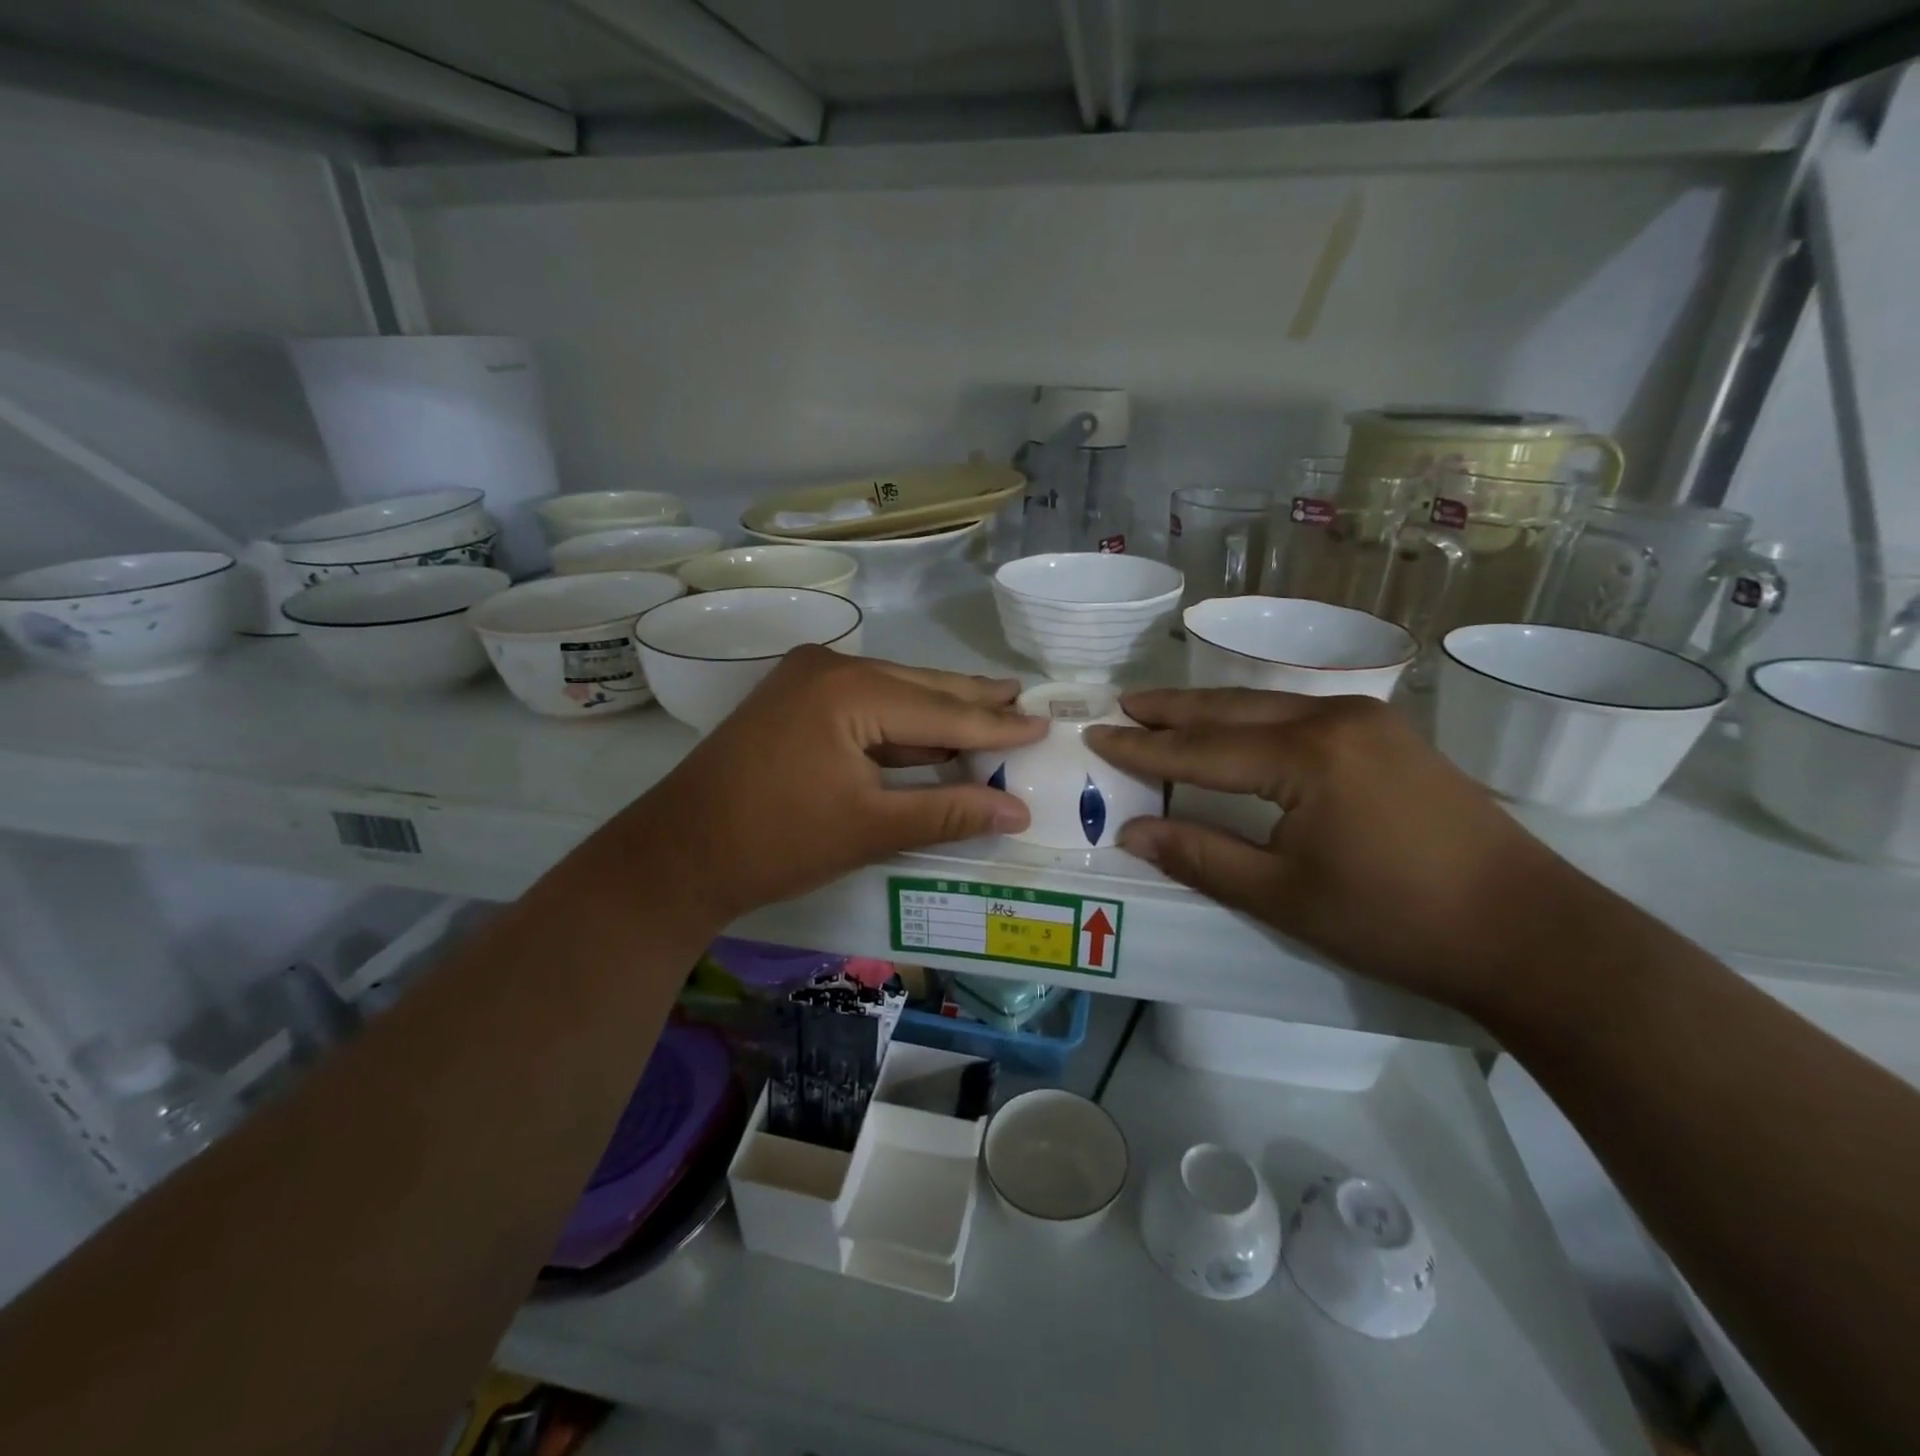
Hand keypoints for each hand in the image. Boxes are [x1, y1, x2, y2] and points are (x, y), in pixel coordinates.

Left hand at [620, 647, 1046, 922]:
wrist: (677, 854)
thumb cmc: (777, 842)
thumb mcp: (871, 828)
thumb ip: (948, 811)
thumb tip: (1017, 810)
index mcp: (851, 689)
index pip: (942, 709)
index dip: (996, 723)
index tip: (1043, 722)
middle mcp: (830, 667)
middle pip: (918, 687)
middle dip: (971, 700)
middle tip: (1022, 698)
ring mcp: (805, 680)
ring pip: (891, 694)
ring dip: (936, 711)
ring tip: (990, 708)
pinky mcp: (792, 702)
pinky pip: (863, 705)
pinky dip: (898, 724)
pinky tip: (929, 733)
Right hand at [1085, 688, 1594, 1013]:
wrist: (1529, 931)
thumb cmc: (1396, 920)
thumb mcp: (1284, 896)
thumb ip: (1202, 857)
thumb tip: (1133, 833)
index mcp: (1305, 755)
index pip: (1201, 748)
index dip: (1143, 748)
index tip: (1096, 736)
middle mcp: (1334, 718)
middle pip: (1231, 709)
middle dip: (1171, 709)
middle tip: (1121, 704)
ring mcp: (1368, 720)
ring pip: (1267, 706)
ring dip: (1211, 709)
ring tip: (1163, 709)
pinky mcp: (1390, 735)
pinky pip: (1299, 714)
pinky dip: (1253, 719)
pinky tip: (1236, 726)